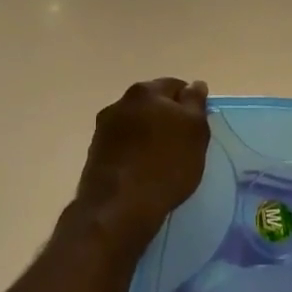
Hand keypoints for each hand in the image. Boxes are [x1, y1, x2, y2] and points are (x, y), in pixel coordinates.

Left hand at [75, 79, 210, 248]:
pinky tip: (143, 171)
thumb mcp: (195, 131)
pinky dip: (134, 152)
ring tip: (162, 160)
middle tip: (183, 143)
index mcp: (146, 91)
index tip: (197, 126)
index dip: (190, 104)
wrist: (119, 207)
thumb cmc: (166, 165)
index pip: (175, 86)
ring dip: (148, 135)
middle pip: (152, 103)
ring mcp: (103, 128)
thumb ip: (196, 103)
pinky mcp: (95, 153)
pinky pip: (123, 145)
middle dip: (167, 118)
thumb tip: (195, 84)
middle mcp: (120, 103)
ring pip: (135, 124)